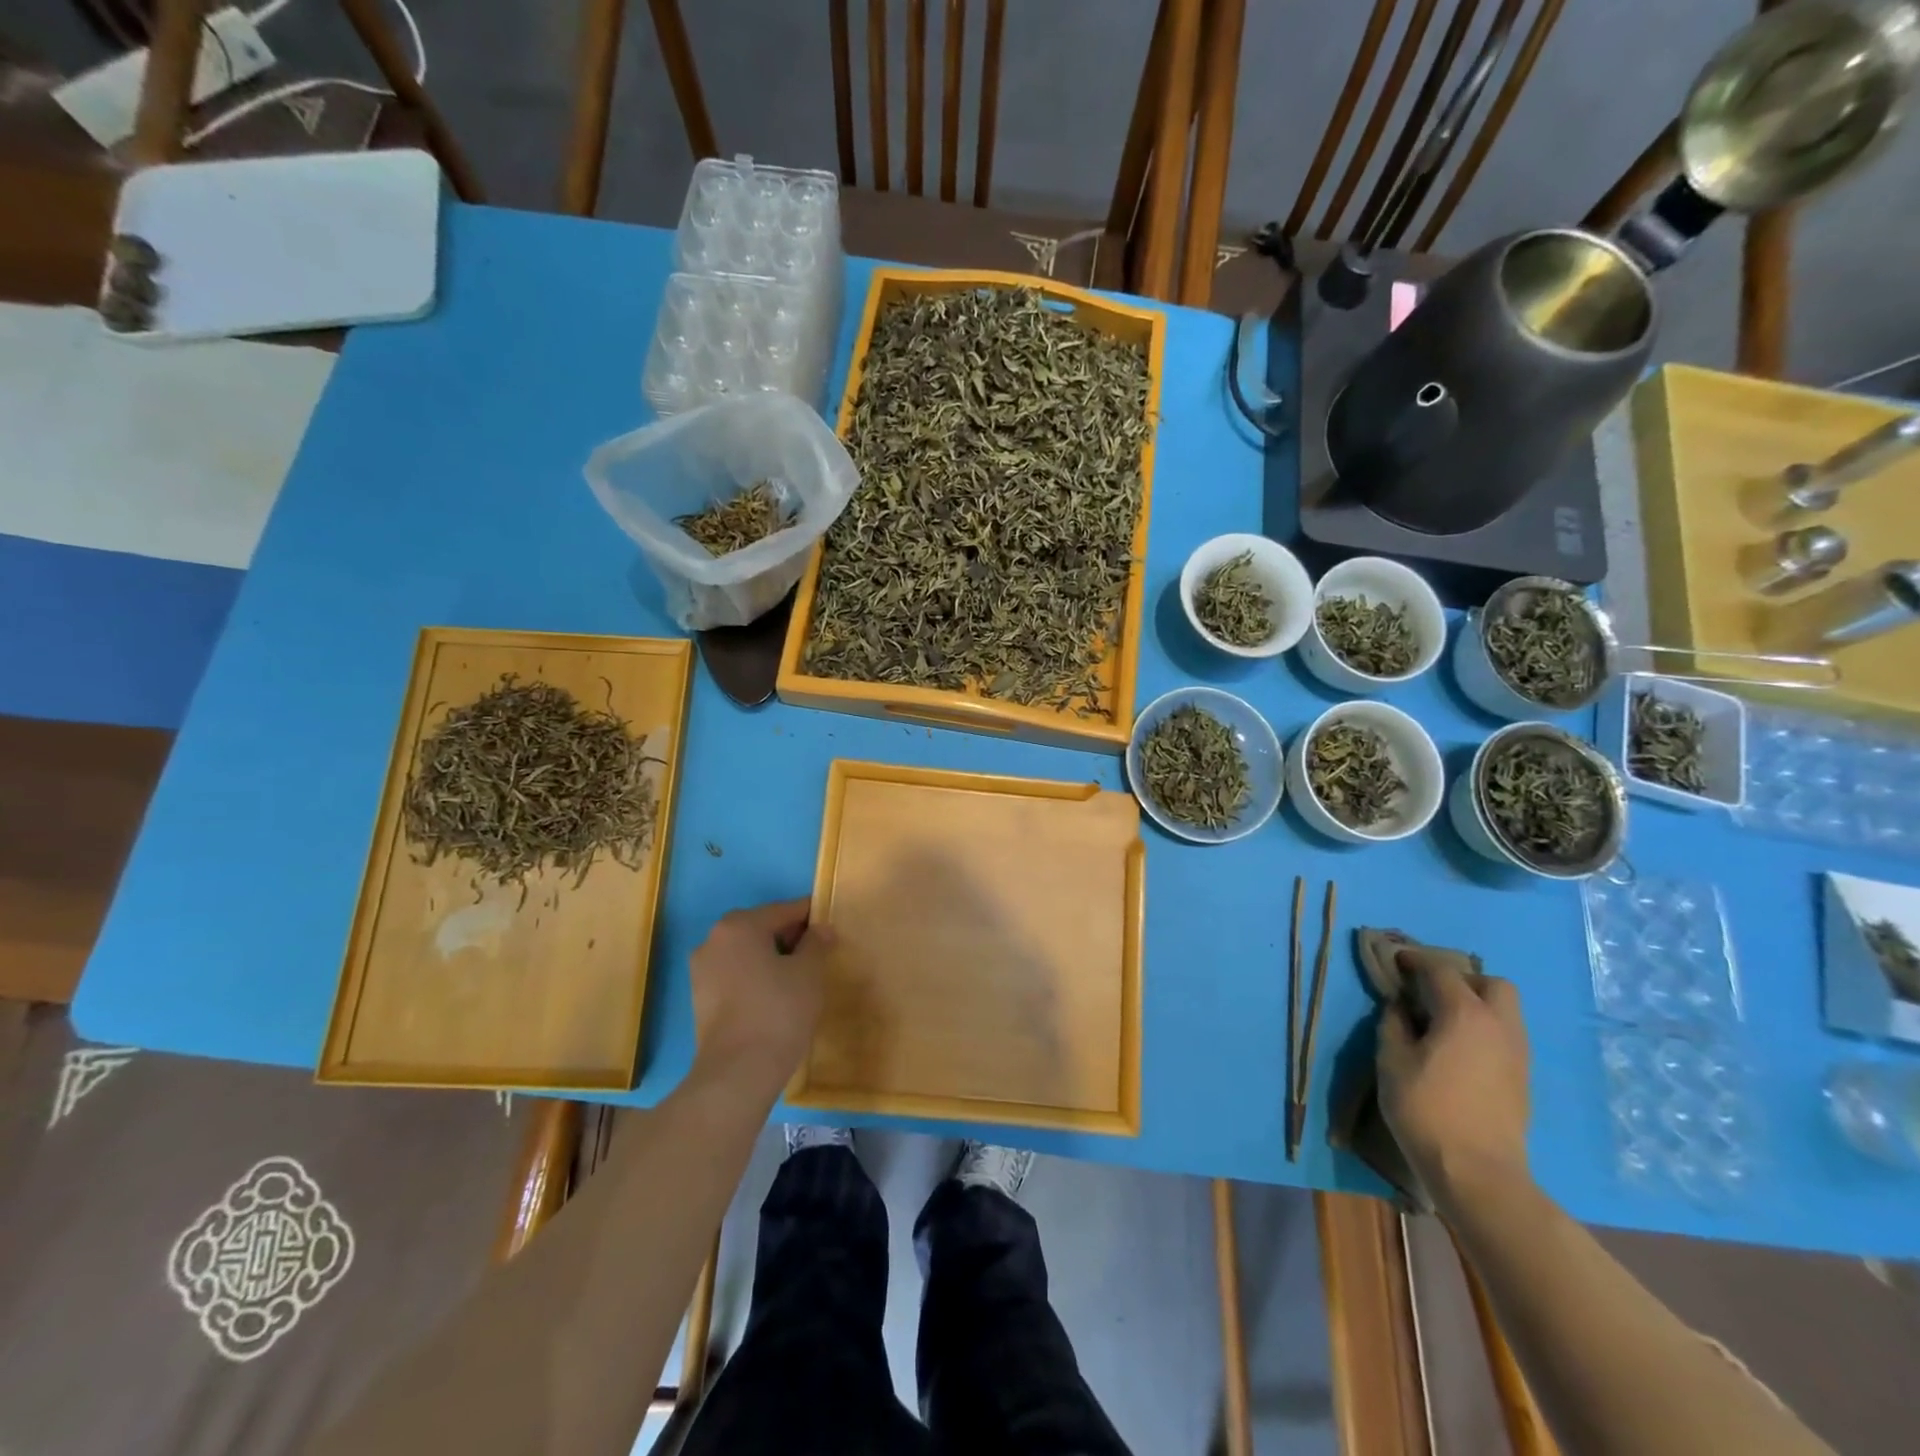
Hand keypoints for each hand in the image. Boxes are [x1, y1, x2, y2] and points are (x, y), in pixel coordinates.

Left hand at [689, 899, 831, 1091]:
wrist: (738, 1073)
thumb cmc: (779, 1011)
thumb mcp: (809, 972)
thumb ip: (816, 943)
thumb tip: (821, 929)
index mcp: (739, 925)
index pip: (783, 910)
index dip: (811, 917)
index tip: (830, 929)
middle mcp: (713, 939)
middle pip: (761, 928)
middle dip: (790, 937)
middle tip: (817, 955)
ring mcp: (701, 970)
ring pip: (746, 952)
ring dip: (771, 958)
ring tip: (799, 978)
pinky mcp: (700, 998)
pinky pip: (735, 974)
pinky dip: (755, 977)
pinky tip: (776, 996)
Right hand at [1376, 948, 1531, 1212]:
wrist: (1477, 1172)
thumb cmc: (1425, 1108)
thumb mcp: (1391, 1060)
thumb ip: (1394, 1023)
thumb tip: (1400, 1007)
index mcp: (1464, 1013)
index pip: (1440, 970)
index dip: (1415, 961)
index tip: (1395, 961)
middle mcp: (1499, 1025)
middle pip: (1491, 984)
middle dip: (1461, 980)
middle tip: (1430, 992)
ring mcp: (1517, 1053)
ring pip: (1504, 1010)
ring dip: (1475, 1005)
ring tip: (1441, 1021)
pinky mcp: (1522, 1078)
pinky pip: (1505, 1035)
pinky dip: (1483, 1029)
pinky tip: (1458, 1049)